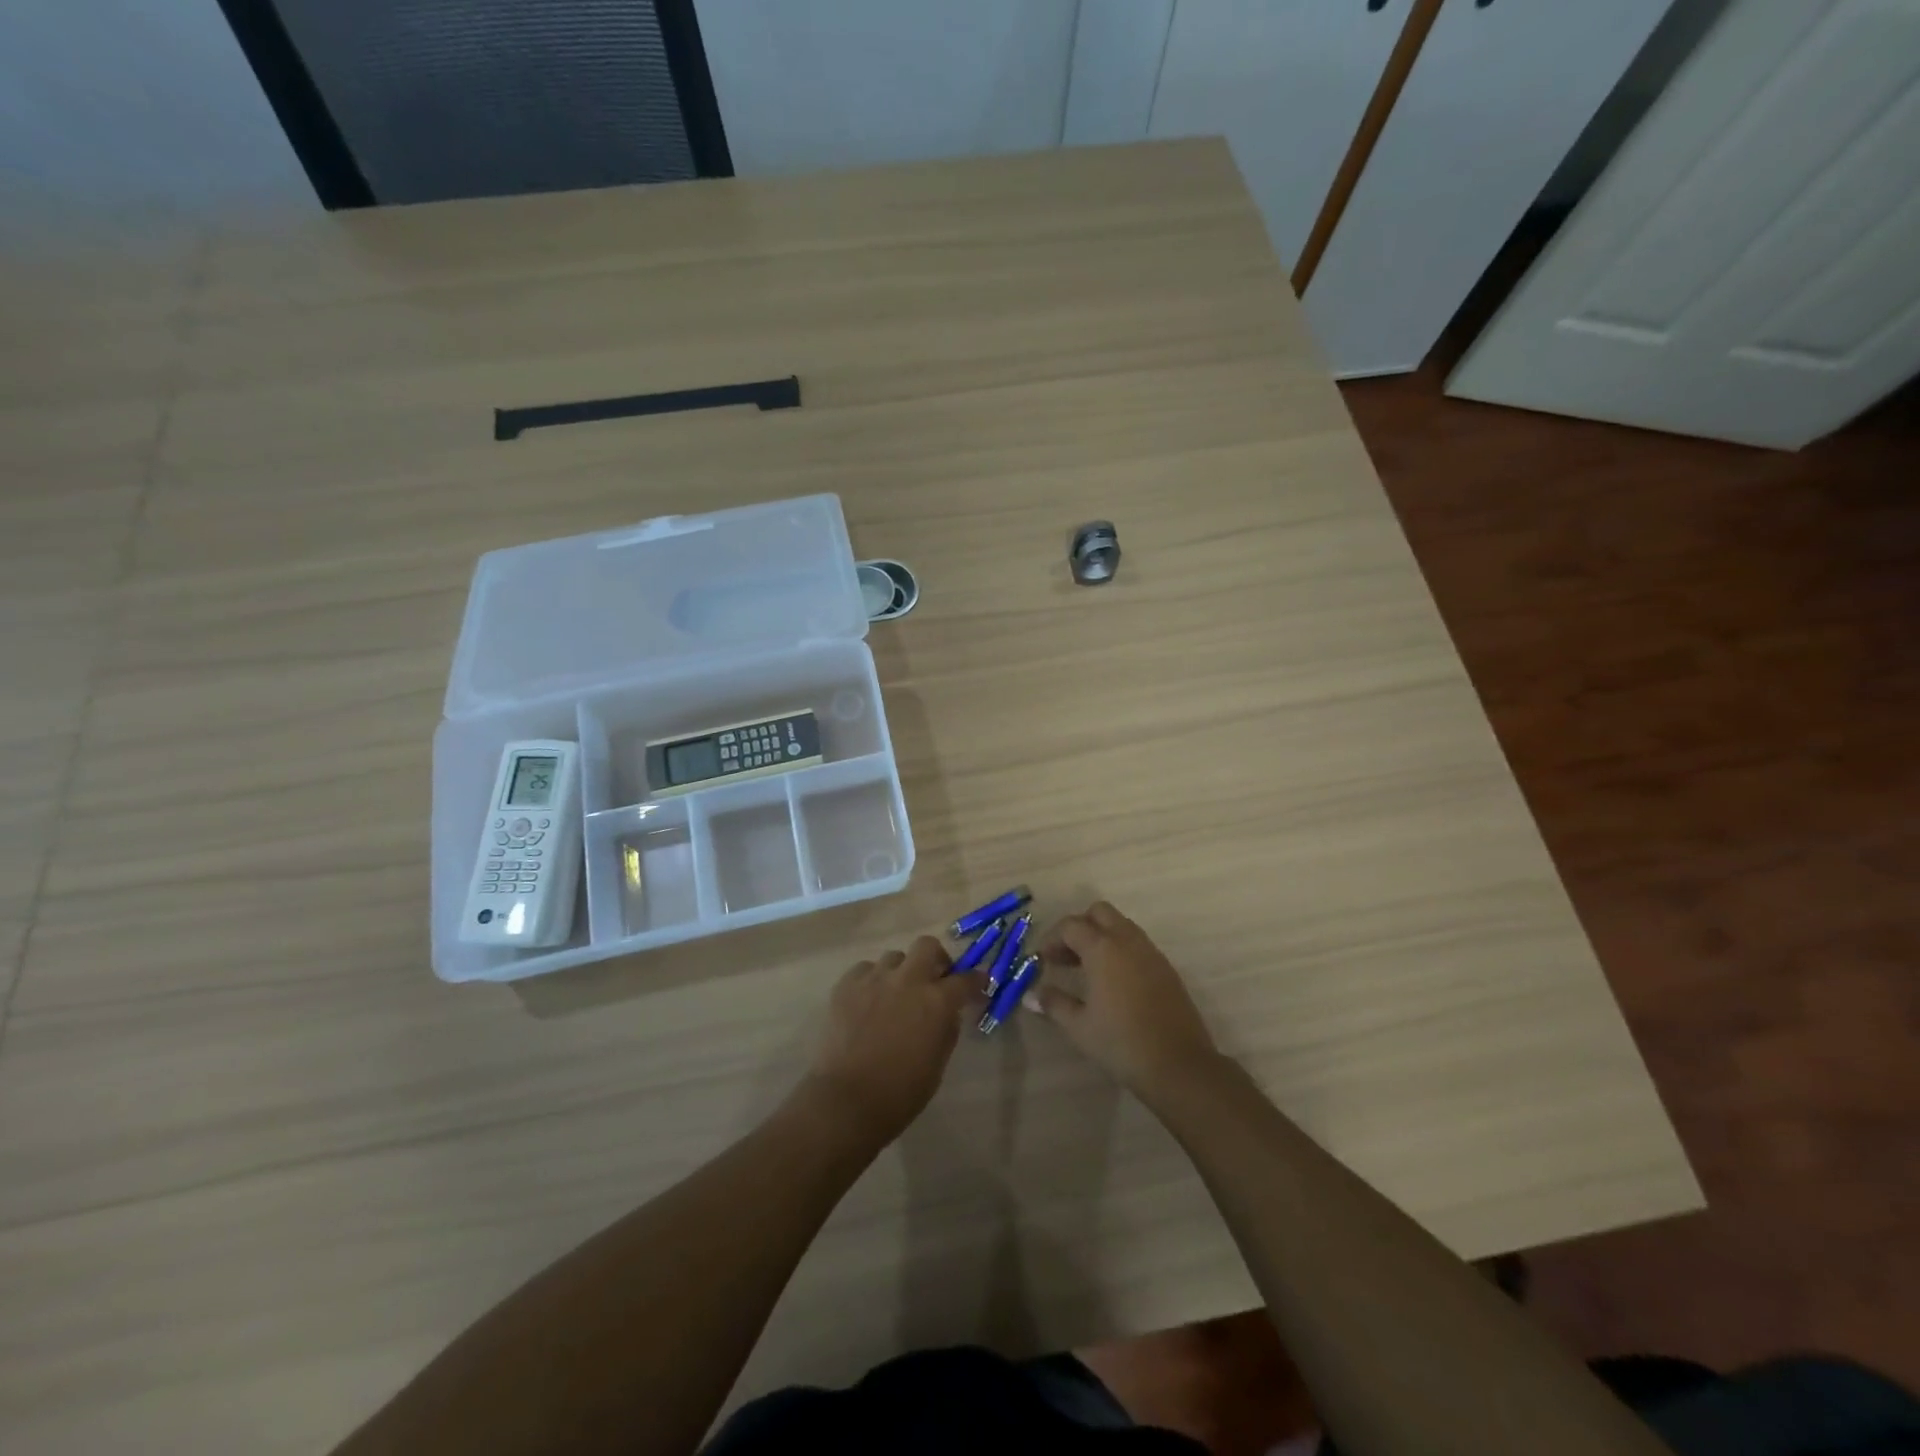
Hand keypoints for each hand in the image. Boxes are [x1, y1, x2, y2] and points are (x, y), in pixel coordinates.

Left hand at [802, 936, 980, 1146]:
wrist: (847, 1100)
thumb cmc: (901, 1092)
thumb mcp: (938, 1062)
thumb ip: (946, 1028)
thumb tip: (948, 1012)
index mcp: (937, 1001)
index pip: (966, 979)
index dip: (976, 981)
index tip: (978, 985)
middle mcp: (908, 980)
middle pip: (927, 946)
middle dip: (935, 959)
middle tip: (933, 980)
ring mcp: (875, 979)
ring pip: (894, 957)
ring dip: (901, 972)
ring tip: (895, 995)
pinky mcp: (846, 985)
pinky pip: (865, 970)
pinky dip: (872, 981)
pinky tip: (868, 1002)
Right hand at [1033, 902, 1221, 1096]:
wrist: (1178, 1064)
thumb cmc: (1120, 1042)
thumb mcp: (1079, 1025)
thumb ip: (1054, 1003)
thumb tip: (1031, 995)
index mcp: (1103, 948)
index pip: (1071, 926)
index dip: (1052, 938)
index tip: (1043, 960)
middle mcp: (1128, 941)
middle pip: (1100, 912)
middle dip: (1079, 927)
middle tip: (1066, 956)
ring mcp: (1151, 952)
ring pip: (1121, 925)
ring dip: (1101, 937)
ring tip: (1087, 969)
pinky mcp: (1166, 968)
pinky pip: (1137, 944)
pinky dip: (1120, 950)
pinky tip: (1114, 982)